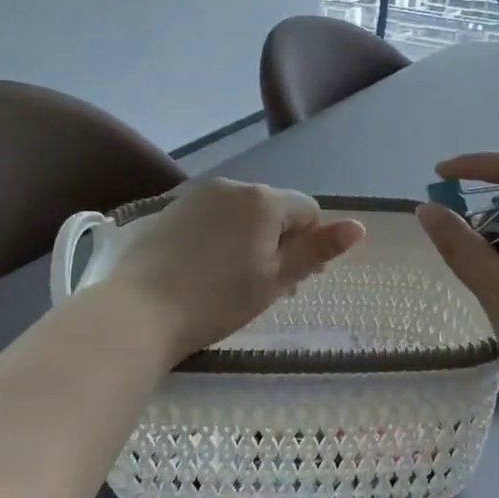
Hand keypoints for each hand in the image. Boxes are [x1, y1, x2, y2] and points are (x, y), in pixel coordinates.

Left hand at [106, 178, 365, 360]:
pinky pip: (213, 217)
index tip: (294, 281)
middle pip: (274, 210)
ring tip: (236, 281)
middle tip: (267, 287)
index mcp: (265, 200)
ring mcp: (199, 195)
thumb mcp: (276, 279)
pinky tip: (206, 270)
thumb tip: (359, 227)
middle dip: (280, 242)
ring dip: (252, 239)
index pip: (308, 210)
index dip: (309, 245)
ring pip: (243, 214)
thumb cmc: (218, 300)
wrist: (139, 311)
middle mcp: (234, 186)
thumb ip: (318, 250)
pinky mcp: (172, 209)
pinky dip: (221, 237)